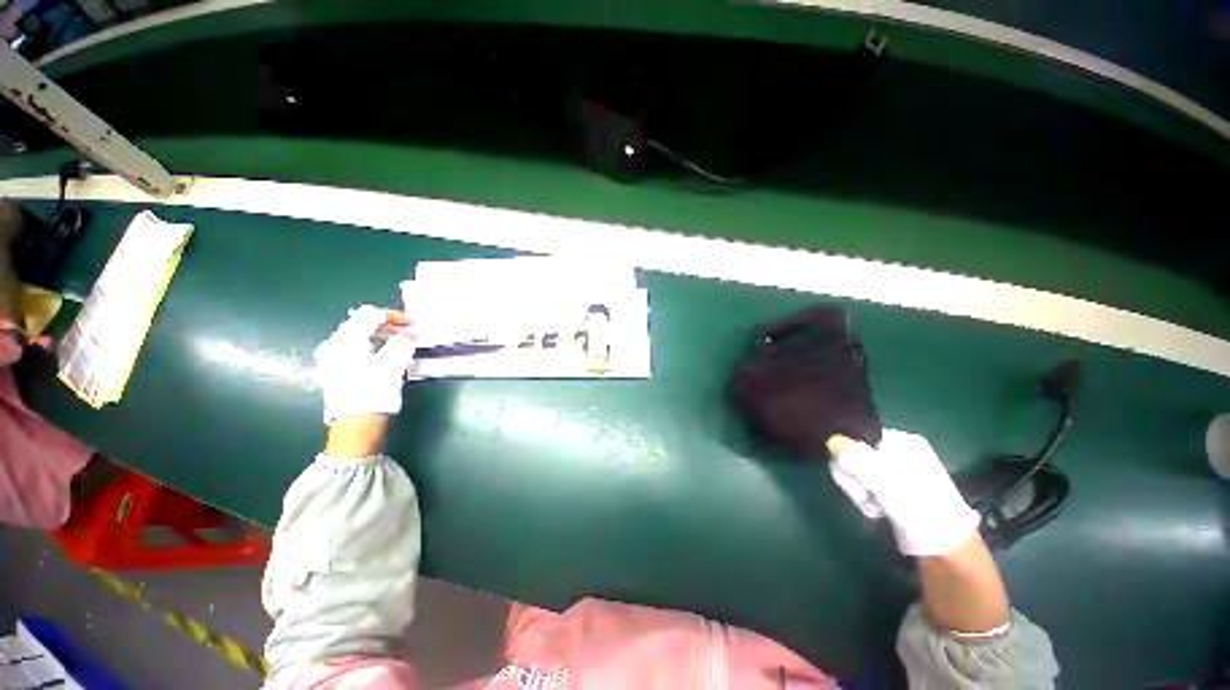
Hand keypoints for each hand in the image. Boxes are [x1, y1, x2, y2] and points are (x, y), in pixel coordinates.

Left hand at [314, 305, 416, 424]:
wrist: (356, 425)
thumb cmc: (373, 392)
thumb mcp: (393, 364)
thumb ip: (404, 343)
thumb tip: (414, 331)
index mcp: (344, 340)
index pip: (370, 315)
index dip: (394, 316)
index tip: (413, 323)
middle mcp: (333, 345)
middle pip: (362, 323)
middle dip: (388, 325)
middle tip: (410, 331)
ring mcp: (332, 358)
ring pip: (359, 336)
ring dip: (382, 335)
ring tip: (402, 342)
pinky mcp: (336, 370)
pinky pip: (356, 348)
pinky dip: (374, 346)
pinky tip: (386, 353)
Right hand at [827, 430, 978, 556]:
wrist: (944, 549)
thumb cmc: (917, 508)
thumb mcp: (884, 481)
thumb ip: (856, 458)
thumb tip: (832, 440)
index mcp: (902, 442)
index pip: (856, 437)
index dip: (849, 457)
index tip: (856, 477)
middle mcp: (898, 452)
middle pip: (853, 455)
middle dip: (854, 478)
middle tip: (867, 496)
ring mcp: (896, 472)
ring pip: (856, 473)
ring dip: (859, 492)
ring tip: (875, 507)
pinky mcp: (892, 489)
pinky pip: (865, 486)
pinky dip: (866, 499)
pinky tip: (878, 511)